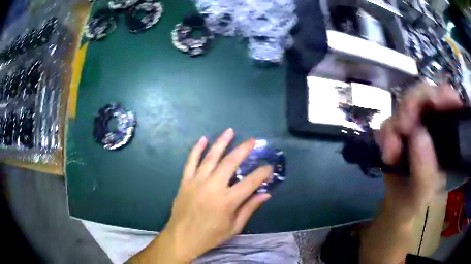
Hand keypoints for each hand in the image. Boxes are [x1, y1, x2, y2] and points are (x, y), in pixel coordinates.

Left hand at [161, 128, 271, 262]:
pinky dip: (197, 149)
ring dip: (221, 143)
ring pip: (211, 157)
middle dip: (244, 149)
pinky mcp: (185, 181)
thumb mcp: (234, 227)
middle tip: (253, 141)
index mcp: (227, 201)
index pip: (250, 182)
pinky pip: (191, 161)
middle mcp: (213, 187)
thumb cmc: (210, 236)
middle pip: (230, 162)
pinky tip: (203, 139)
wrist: (182, 238)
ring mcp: (197, 182)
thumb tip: (266, 194)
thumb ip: (249, 208)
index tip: (269, 166)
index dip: (262, 173)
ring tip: (230, 131)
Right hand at [378, 83, 462, 220]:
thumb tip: (418, 133)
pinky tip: (386, 152)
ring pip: (405, 105)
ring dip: (394, 126)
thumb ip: (425, 170)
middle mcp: (437, 126)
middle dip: (411, 106)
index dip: (443, 95)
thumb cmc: (417, 207)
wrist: (398, 210)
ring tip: (390, 153)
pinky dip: (386, 133)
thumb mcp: (423, 195)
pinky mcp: (403, 131)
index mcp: (451, 138)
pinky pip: (391, 119)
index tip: (432, 103)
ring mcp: (419, 126)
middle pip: (425, 95)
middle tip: (401, 127)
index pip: (451, 102)